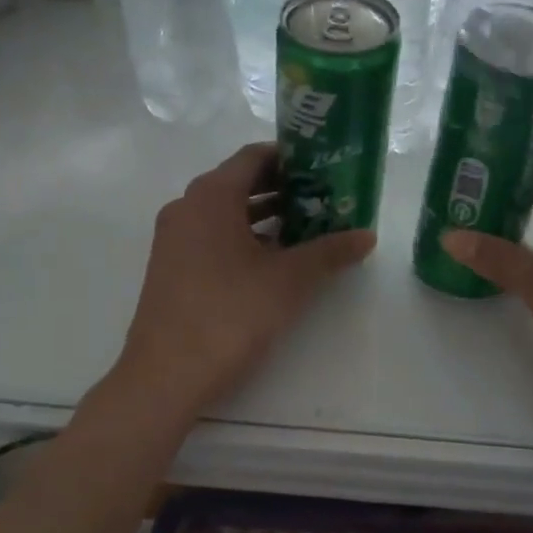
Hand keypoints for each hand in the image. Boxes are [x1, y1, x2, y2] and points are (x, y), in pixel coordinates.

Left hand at [116, 142, 374, 416]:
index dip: (292, 158)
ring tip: (308, 225)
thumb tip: (367, 236)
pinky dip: (243, 236)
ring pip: (226, 211)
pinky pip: (212, 235)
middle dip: (283, 187)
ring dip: (265, 214)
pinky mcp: (171, 266)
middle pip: (240, 181)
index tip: (325, 167)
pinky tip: (274, 258)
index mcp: (211, 196)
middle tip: (324, 197)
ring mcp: (174, 238)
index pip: (254, 156)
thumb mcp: (289, 281)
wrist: (166, 375)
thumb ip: (329, 252)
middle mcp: (187, 206)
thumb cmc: (230, 314)